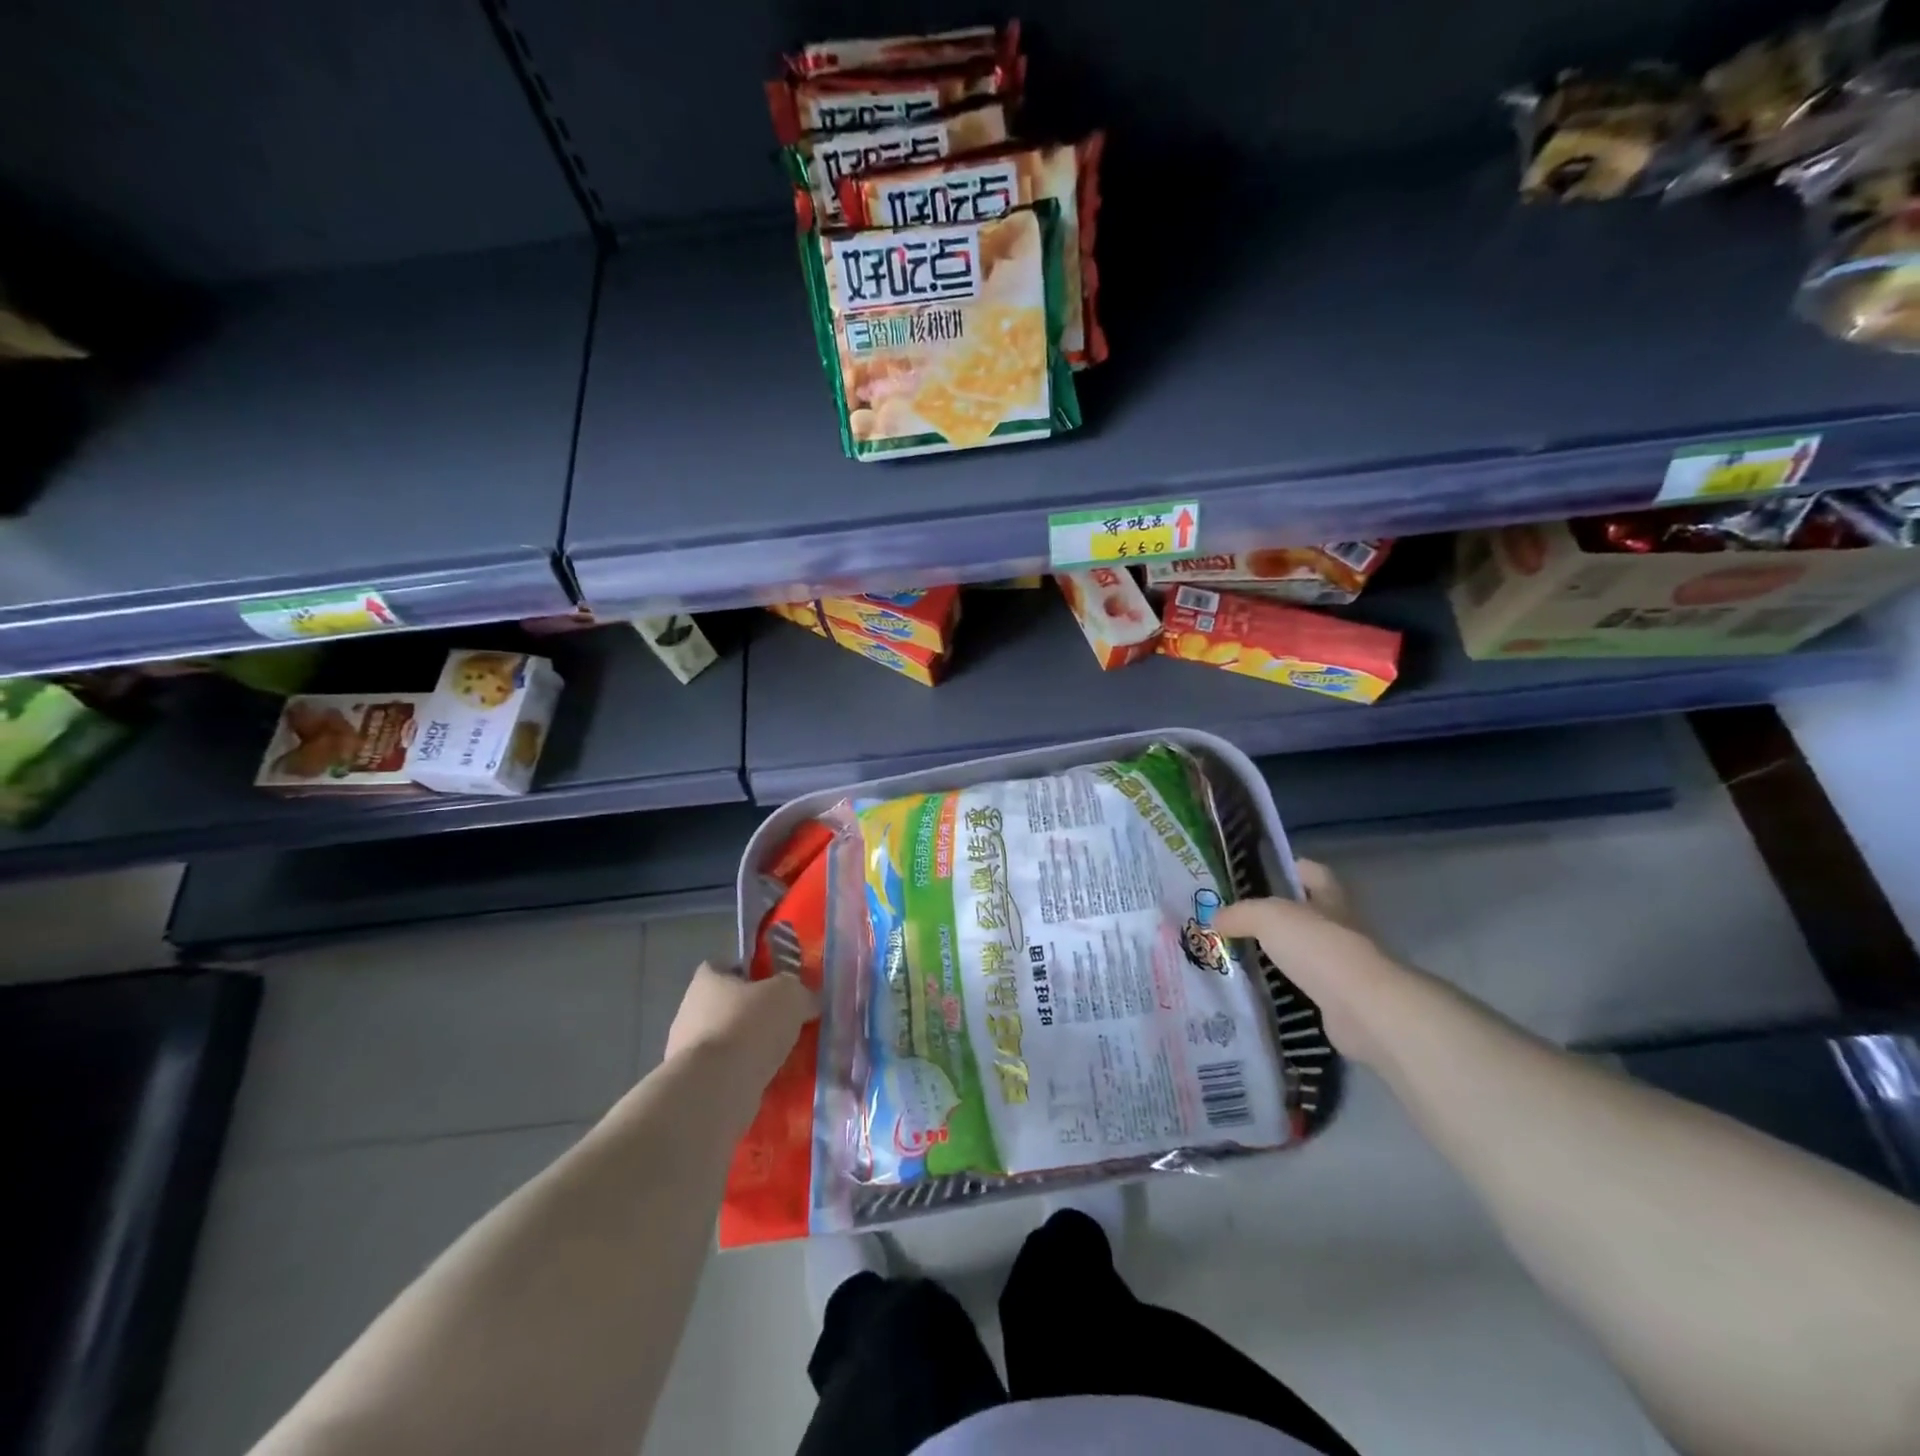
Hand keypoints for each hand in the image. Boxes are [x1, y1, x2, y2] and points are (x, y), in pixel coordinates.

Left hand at [665, 963, 818, 1086]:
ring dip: (751, 1049)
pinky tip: (772, 1082)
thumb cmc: (749, 1025)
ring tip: (785, 1057)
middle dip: (755, 1015)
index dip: (751, 973)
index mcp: (707, 980)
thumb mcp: (790, 995)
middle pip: (729, 1006)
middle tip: (786, 1024)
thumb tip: (808, 1001)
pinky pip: (728, 1073)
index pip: (726, 966)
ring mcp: (689, 1051)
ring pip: (729, 1042)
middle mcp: (691, 1011)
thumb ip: (801, 993)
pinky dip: (746, 1076)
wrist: (716, 1088)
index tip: (775, 986)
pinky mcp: (695, 1085)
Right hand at [1215, 860, 1409, 1067]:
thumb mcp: (1269, 917)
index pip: (1313, 872)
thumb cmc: (1319, 948)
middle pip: (1309, 913)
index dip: (1292, 868)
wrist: (1363, 1009)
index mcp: (1330, 898)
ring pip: (1306, 951)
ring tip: (1240, 953)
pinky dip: (1285, 987)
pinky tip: (1258, 988)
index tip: (1263, 874)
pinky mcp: (1340, 1001)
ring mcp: (1343, 966)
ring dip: (1280, 953)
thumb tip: (1216, 918)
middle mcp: (1341, 927)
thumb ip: (1240, 914)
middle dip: (1279, 915)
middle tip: (1238, 918)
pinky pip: (1305, 986)